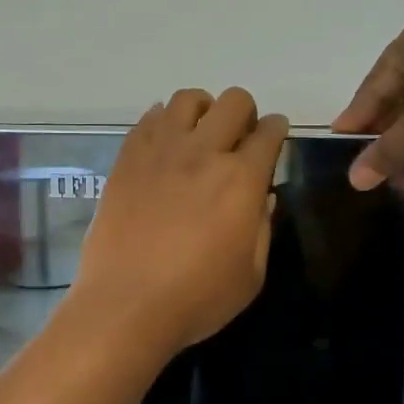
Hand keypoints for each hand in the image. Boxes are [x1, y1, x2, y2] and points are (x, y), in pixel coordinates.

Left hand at [70, 89, 288, 359]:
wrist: (126, 305)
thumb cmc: (198, 298)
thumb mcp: (251, 274)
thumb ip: (262, 227)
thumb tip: (262, 197)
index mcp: (241, 179)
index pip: (269, 133)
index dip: (277, 130)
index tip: (274, 138)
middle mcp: (203, 152)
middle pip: (232, 101)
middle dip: (245, 114)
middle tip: (238, 140)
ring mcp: (160, 151)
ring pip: (187, 99)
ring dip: (202, 110)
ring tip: (199, 136)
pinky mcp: (127, 159)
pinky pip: (148, 118)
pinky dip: (163, 122)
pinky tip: (165, 146)